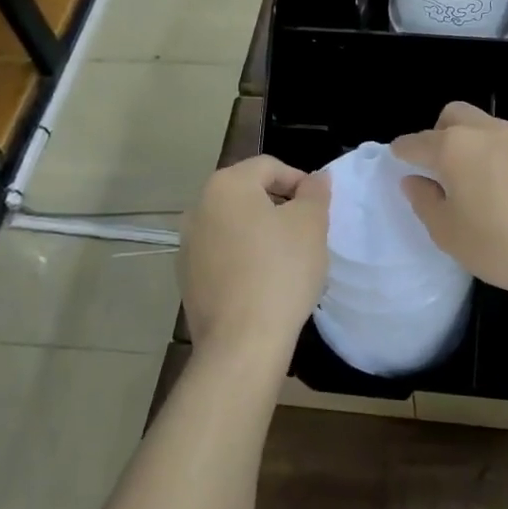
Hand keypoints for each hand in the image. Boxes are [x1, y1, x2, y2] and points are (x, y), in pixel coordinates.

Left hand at [180, 156, 328, 361]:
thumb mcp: (311, 224)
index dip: (300, 182)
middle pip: (248, 194)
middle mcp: (198, 207)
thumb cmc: (281, 271)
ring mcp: (188, 245)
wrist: (242, 341)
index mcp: (226, 185)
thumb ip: (315, 192)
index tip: (320, 209)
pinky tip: (265, 283)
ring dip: (261, 233)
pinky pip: (223, 255)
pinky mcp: (187, 278)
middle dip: (280, 207)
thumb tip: (316, 178)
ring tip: (288, 259)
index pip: (270, 167)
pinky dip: (244, 258)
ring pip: (235, 225)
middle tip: (308, 233)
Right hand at [392, 102, 507, 303]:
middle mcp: (488, 131)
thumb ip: (425, 202)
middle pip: (454, 115)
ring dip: (475, 143)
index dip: (402, 152)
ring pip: (488, 126)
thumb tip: (414, 180)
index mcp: (455, 148)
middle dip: (439, 132)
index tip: (398, 161)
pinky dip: (504, 155)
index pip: (416, 142)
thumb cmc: (502, 246)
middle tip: (440, 167)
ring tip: (480, 179)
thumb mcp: (449, 234)